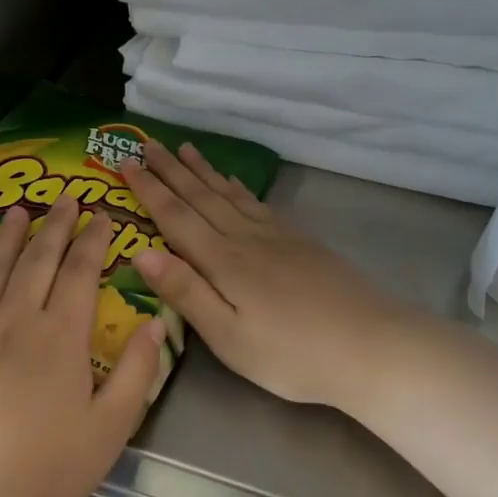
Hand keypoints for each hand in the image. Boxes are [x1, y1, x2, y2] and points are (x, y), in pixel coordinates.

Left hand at [0, 198, 162, 496]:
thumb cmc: (44, 469)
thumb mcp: (110, 428)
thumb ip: (138, 371)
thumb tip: (156, 322)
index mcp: (62, 335)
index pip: (82, 273)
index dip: (95, 241)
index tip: (103, 215)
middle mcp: (16, 318)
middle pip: (39, 260)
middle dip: (57, 226)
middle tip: (66, 198)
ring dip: (8, 237)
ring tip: (19, 211)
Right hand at [120, 142, 409, 408]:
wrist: (371, 347)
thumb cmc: (291, 354)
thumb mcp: (228, 336)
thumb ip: (185, 292)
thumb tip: (140, 251)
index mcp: (223, 262)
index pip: (176, 217)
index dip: (149, 189)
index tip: (126, 161)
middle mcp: (246, 238)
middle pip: (201, 197)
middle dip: (171, 170)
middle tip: (147, 142)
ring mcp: (277, 237)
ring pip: (230, 194)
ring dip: (203, 171)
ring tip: (185, 148)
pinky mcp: (301, 243)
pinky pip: (258, 203)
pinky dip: (238, 187)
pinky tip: (234, 182)